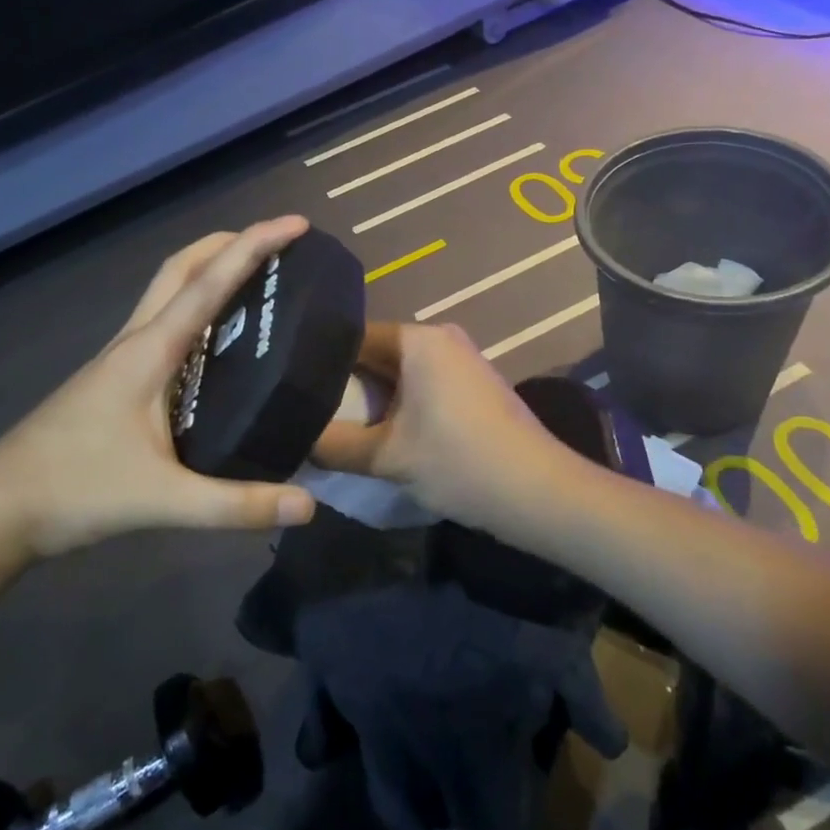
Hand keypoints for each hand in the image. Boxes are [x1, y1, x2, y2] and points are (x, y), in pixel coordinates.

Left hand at [0, 218, 318, 556]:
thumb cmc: (73, 492)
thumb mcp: (162, 502)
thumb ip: (236, 506)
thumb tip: (308, 507)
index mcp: (148, 352)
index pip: (208, 283)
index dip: (254, 246)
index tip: (296, 223)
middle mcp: (134, 343)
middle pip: (181, 269)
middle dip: (228, 244)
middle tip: (276, 244)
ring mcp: (119, 361)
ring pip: (167, 295)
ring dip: (209, 273)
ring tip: (256, 284)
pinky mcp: (114, 383)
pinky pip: (162, 327)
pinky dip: (196, 312)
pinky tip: (215, 345)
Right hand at [310, 322, 576, 531]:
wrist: (539, 493)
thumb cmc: (459, 463)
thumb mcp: (386, 457)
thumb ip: (333, 445)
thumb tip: (296, 438)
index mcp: (418, 339)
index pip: (351, 336)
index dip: (317, 361)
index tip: (290, 386)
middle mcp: (440, 337)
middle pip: (375, 353)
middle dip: (343, 383)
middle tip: (304, 409)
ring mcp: (460, 360)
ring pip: (398, 372)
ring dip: (371, 399)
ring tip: (333, 423)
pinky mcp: (472, 385)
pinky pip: (421, 385)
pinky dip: (398, 405)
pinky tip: (378, 432)